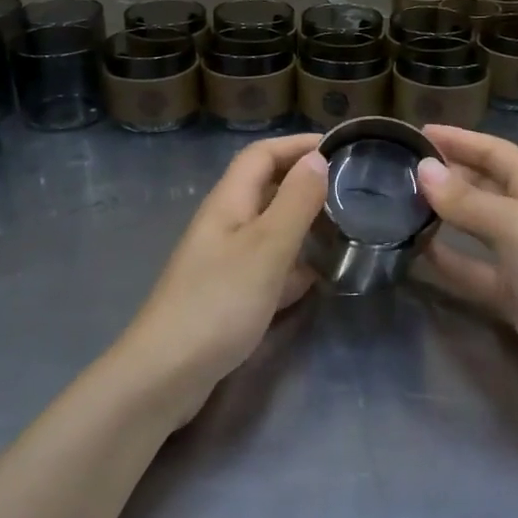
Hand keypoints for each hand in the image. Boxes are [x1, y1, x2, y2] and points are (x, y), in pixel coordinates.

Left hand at [114, 133, 327, 423]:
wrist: (167, 372)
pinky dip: (293, 267)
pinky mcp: (230, 295)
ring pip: (270, 230)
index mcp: (228, 203)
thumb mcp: (266, 248)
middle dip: (306, 184)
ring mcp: (225, 262)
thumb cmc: (219, 303)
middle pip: (266, 190)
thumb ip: (295, 203)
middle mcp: (225, 225)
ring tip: (346, 230)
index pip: (261, 155)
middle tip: (351, 191)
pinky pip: (269, 268)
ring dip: (304, 226)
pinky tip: (319, 278)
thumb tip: (316, 158)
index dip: (297, 145)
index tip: (340, 147)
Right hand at [415, 125, 517, 402]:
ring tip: (399, 204)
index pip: (495, 151)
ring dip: (443, 214)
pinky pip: (470, 267)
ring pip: (474, 225)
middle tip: (400, 168)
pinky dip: (446, 259)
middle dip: (447, 173)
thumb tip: (422, 170)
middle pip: (483, 185)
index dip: (460, 139)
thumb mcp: (517, 226)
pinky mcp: (510, 293)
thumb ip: (467, 200)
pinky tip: (416, 251)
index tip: (418, 132)